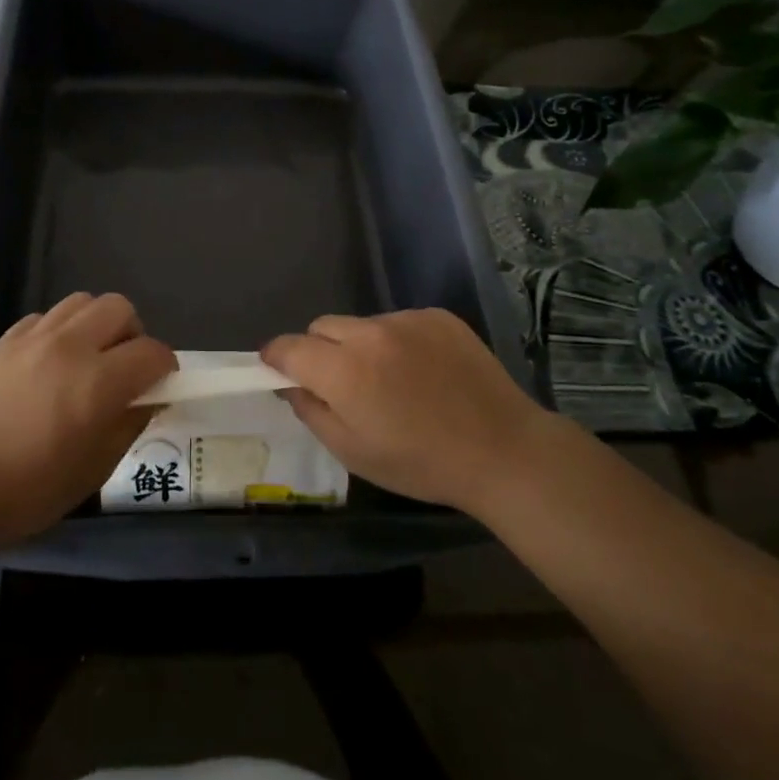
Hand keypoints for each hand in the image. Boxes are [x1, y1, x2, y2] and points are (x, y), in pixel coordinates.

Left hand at [0, 293, 174, 553]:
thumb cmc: (30, 491)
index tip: (159, 385)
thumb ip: (129, 424)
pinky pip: (45, 317)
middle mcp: (69, 347)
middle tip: (123, 368)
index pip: (152, 352)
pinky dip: (59, 331)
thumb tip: (148, 398)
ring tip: (87, 359)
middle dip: (132, 334)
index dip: (165, 368)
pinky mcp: (5, 340)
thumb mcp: (95, 469)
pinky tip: (49, 363)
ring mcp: (33, 338)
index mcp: (98, 383)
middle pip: (119, 308)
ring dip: (96, 325)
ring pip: (82, 302)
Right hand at [262, 309, 550, 517]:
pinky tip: (424, 372)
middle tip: (340, 384)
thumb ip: (312, 412)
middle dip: (319, 350)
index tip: (276, 369)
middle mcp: (370, 333)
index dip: (276, 357)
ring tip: (392, 381)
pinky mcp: (438, 316)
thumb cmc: (421, 463)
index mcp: (344, 370)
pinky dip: (398, 341)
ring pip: (362, 324)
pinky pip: (399, 322)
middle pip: (322, 327)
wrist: (503, 451)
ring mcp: (406, 320)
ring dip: (361, 346)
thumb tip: (291, 385)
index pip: (289, 347)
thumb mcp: (353, 453)